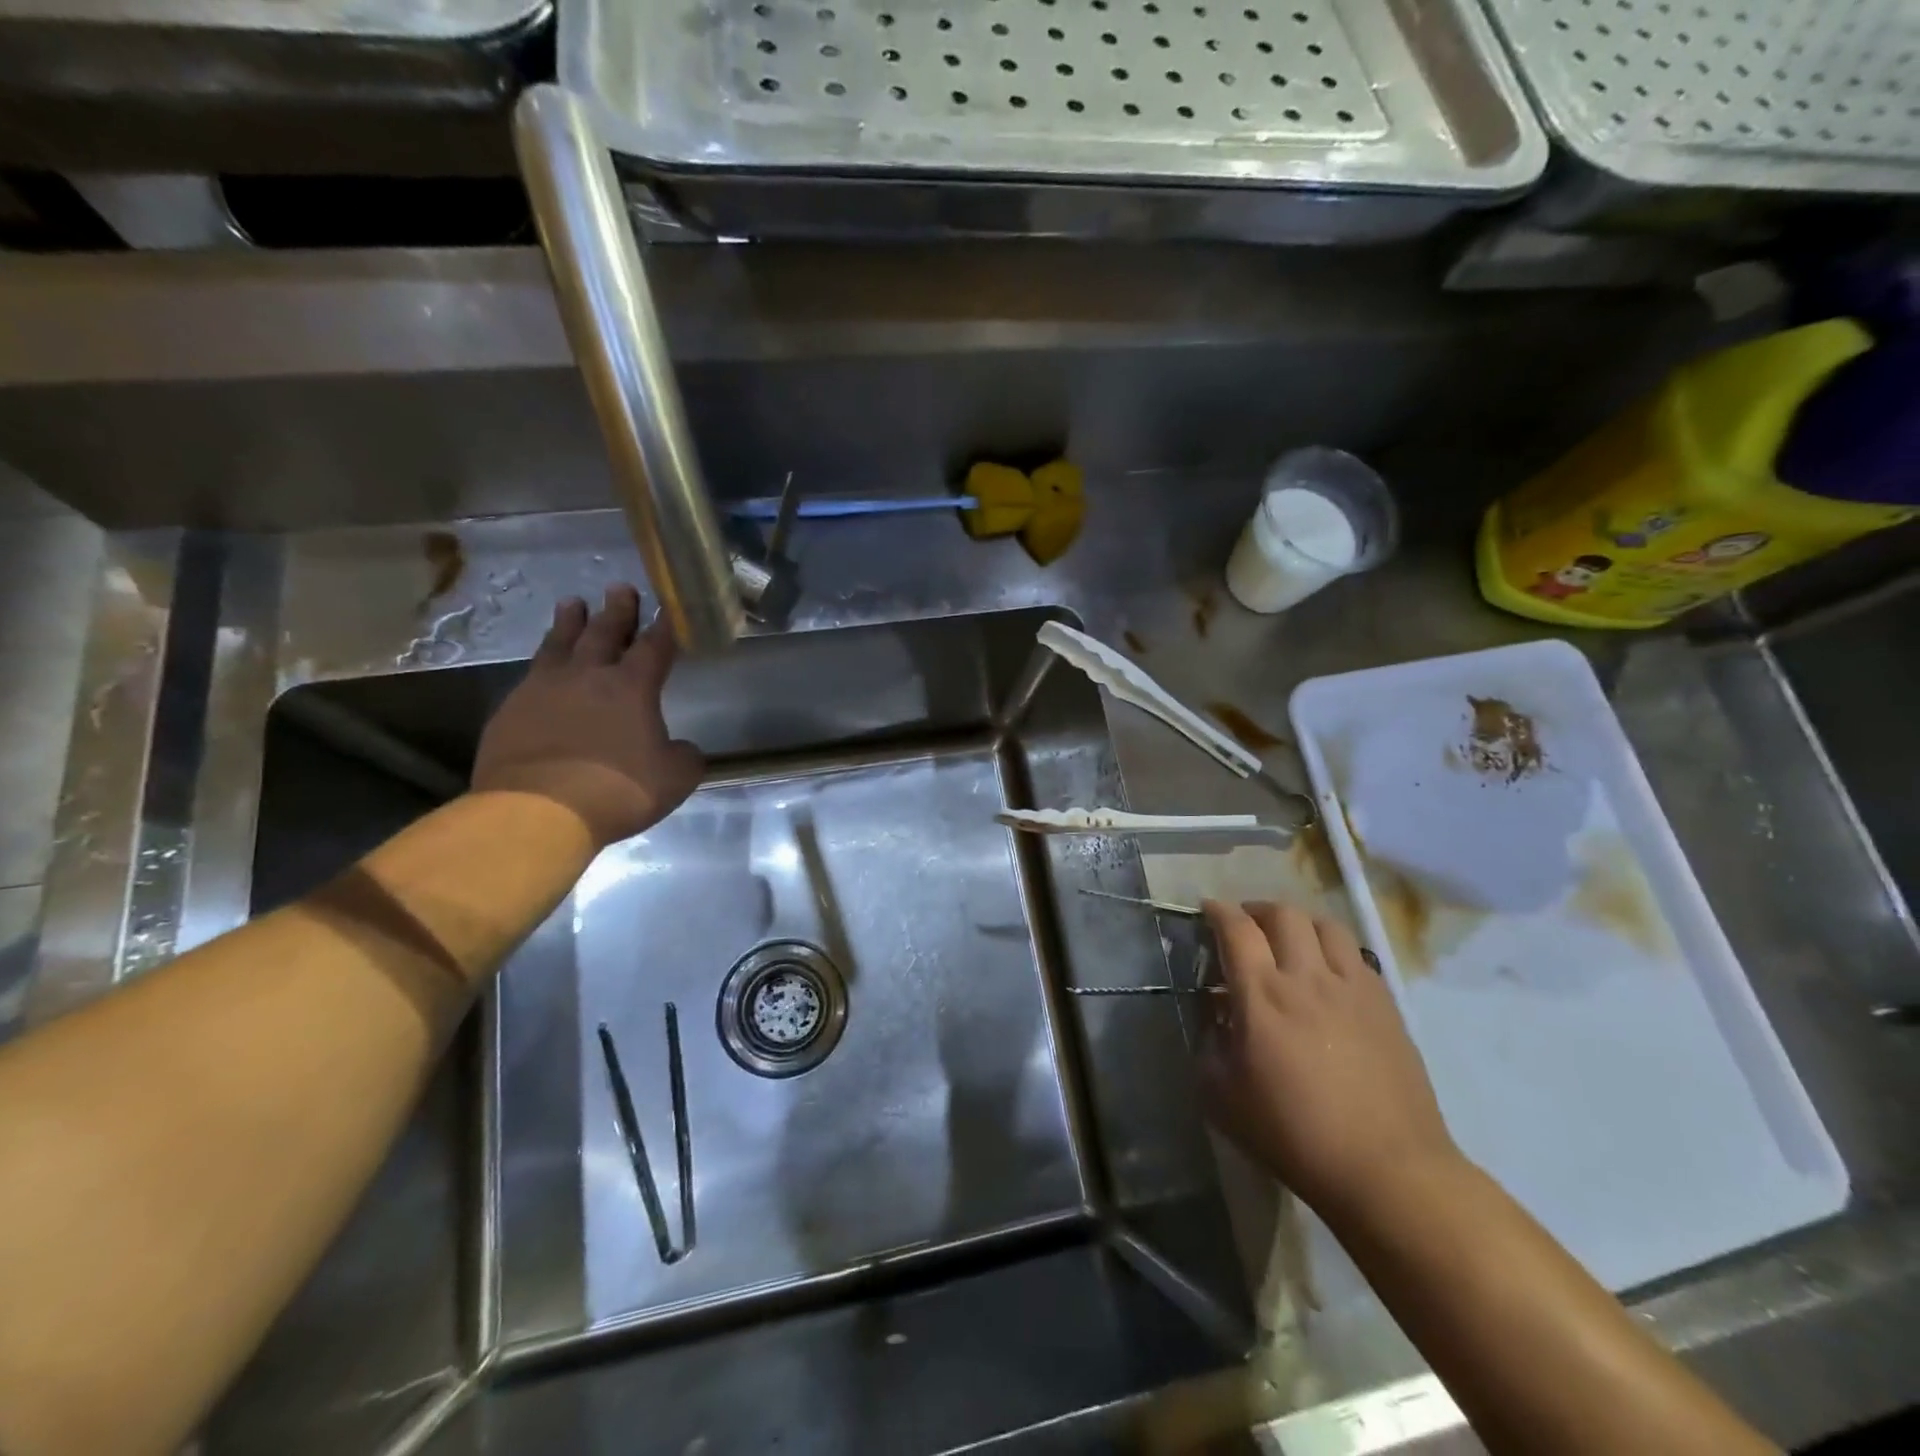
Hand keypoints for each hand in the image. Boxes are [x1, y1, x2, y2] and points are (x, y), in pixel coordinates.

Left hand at [471, 586, 703, 848]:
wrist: (539, 810)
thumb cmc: (618, 790)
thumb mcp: (674, 779)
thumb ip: (684, 757)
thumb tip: (682, 749)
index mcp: (632, 687)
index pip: (654, 647)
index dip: (664, 627)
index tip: (667, 608)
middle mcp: (588, 677)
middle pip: (604, 633)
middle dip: (616, 611)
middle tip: (619, 588)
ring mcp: (543, 690)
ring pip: (559, 645)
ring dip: (569, 623)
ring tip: (572, 603)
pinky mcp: (510, 710)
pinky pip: (531, 677)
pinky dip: (543, 665)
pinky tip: (542, 667)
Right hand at [1200, 900, 1459, 1220]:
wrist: (1387, 1170)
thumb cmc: (1295, 1135)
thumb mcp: (1223, 1098)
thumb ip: (1208, 1046)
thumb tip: (1212, 1016)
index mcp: (1262, 995)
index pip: (1236, 929)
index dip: (1217, 911)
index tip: (1207, 910)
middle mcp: (1307, 977)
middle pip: (1283, 913)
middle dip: (1257, 910)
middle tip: (1246, 925)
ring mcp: (1352, 987)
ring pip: (1325, 925)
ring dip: (1299, 923)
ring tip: (1289, 940)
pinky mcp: (1385, 1005)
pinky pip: (1356, 954)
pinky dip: (1333, 949)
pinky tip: (1327, 974)